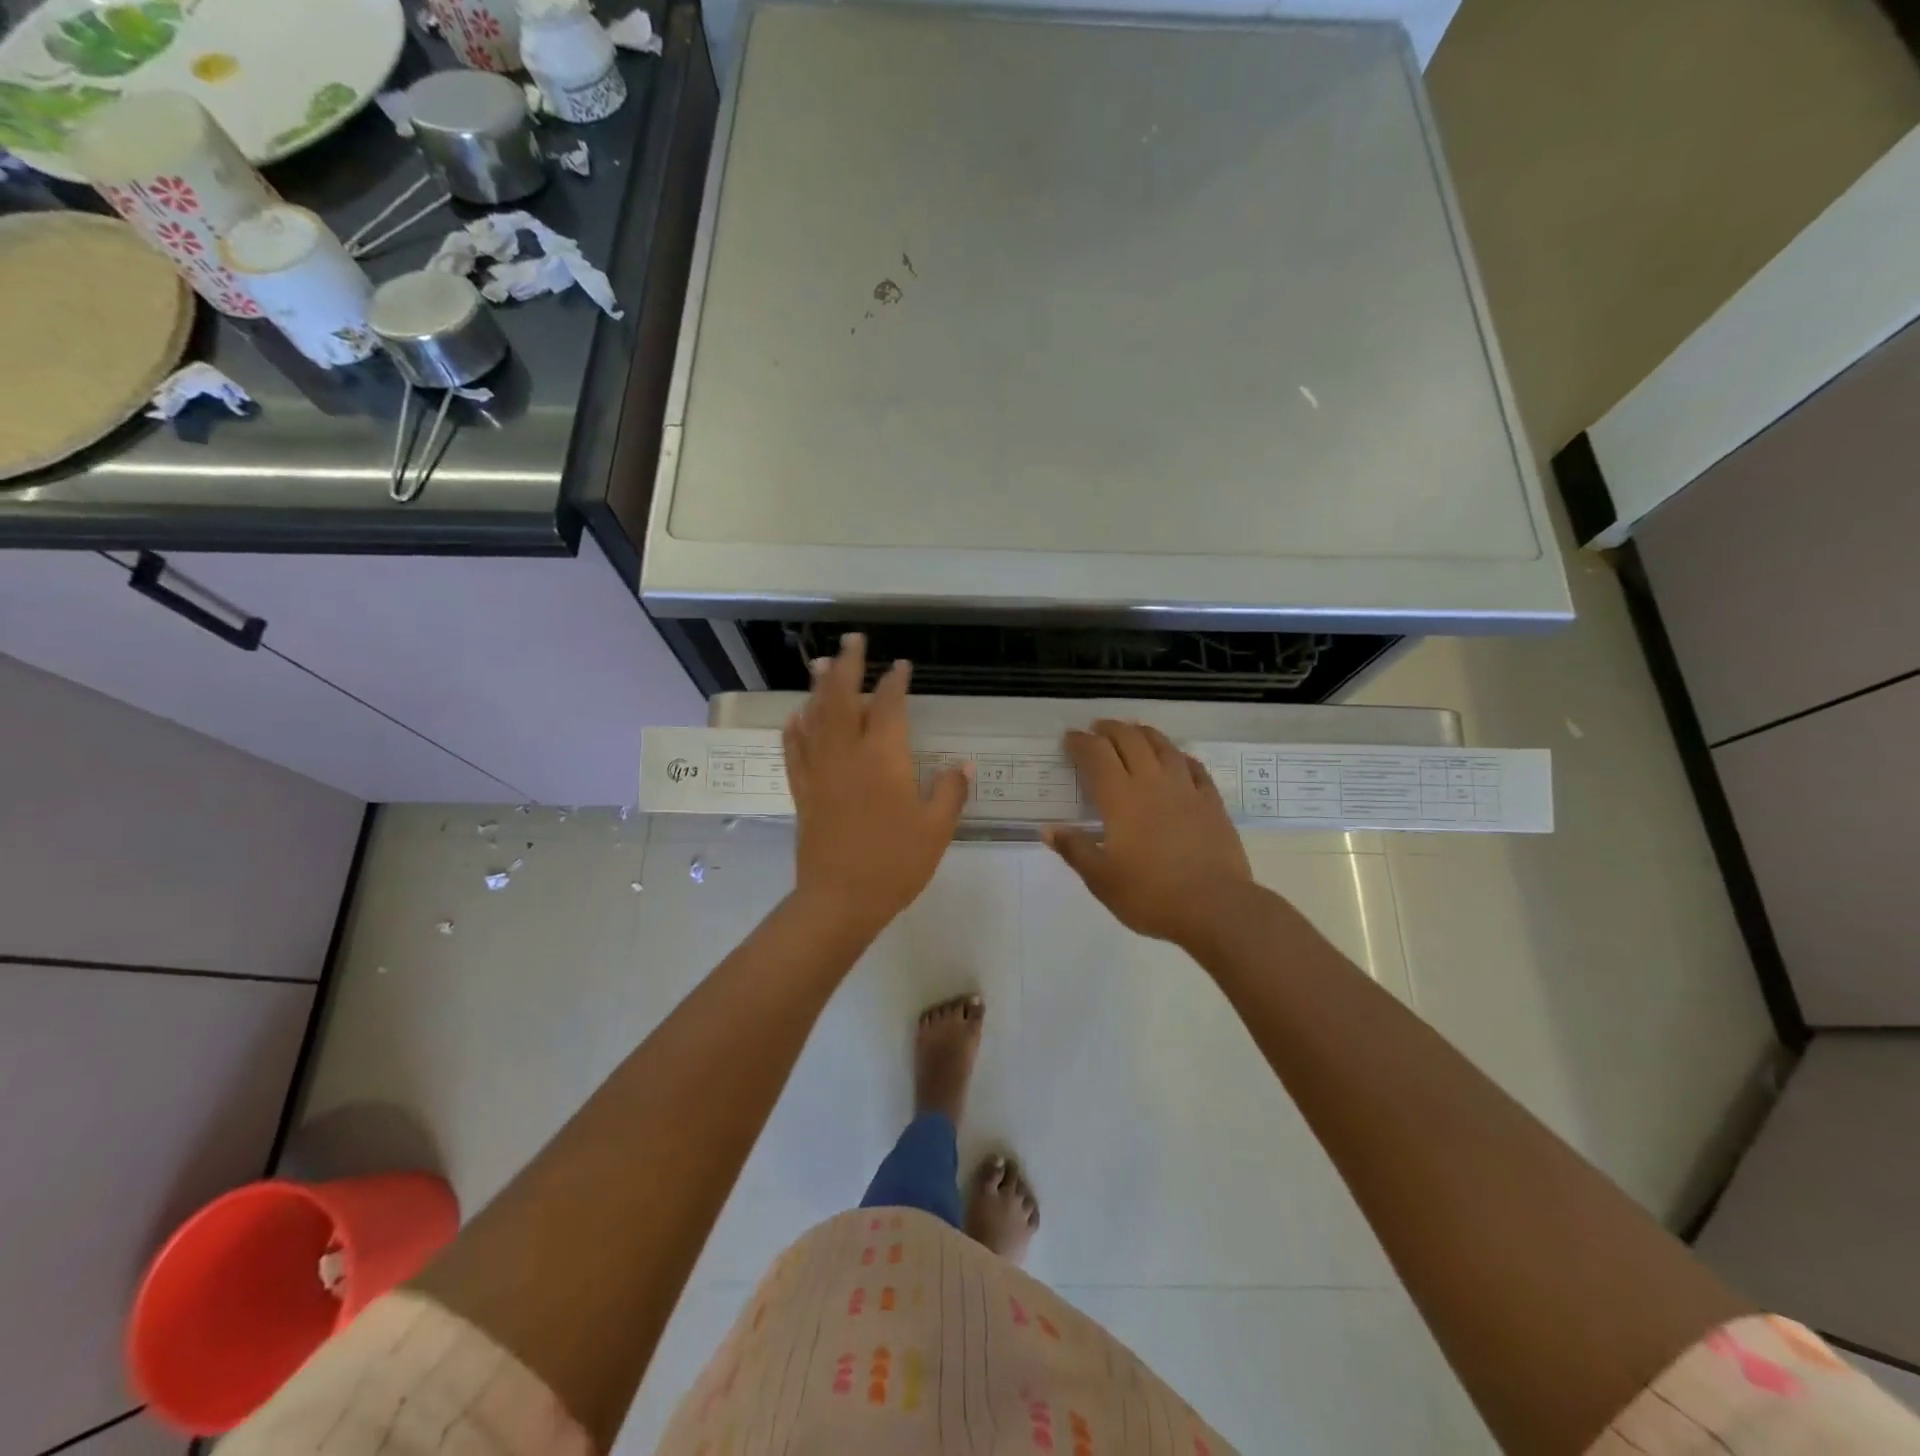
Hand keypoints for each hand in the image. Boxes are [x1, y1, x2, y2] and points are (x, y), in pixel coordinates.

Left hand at [783, 634, 970, 936]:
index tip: (901, 666)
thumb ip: (950, 792)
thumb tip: (962, 765)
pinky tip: (797, 716)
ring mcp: (820, 771)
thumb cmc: (895, 863)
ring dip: (819, 687)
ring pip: (815, 717)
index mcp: (884, 757)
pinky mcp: (803, 791)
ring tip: (821, 664)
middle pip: (842, 698)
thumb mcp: (936, 829)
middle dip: (848, 665)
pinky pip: (795, 750)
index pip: (888, 705)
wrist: (840, 899)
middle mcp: (848, 753)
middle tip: (852, 641)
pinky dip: (796, 728)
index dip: (895, 681)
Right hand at [1044, 720, 1252, 946]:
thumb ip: (1075, 849)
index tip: (1070, 738)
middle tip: (1098, 729)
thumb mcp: (1101, 879)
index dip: (1081, 743)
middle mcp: (1151, 783)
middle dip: (1110, 730)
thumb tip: (1048, 829)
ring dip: (1144, 733)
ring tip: (1134, 732)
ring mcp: (1186, 789)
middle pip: (1130, 741)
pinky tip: (1177, 759)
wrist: (1214, 907)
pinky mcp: (1211, 802)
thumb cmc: (1149, 895)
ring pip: (1163, 747)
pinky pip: (1194, 767)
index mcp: (1120, 799)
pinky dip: (1179, 756)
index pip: (1096, 756)